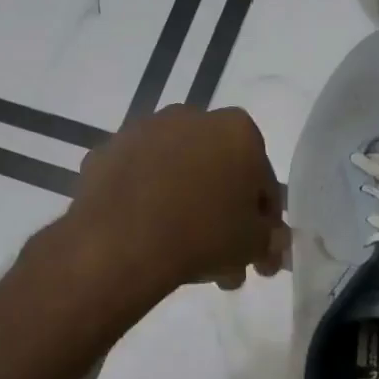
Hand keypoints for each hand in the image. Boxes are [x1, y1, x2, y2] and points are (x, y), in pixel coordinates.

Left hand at [65, 106, 287, 296]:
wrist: (121, 241)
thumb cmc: (202, 235)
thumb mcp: (252, 245)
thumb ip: (269, 239)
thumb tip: (272, 242)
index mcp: (237, 130)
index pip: (262, 180)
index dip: (264, 221)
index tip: (259, 251)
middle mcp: (191, 117)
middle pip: (217, 172)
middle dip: (223, 216)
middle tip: (224, 260)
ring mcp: (143, 131)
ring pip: (177, 175)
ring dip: (186, 207)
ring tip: (184, 256)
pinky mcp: (106, 152)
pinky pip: (138, 181)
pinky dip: (146, 202)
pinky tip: (148, 237)